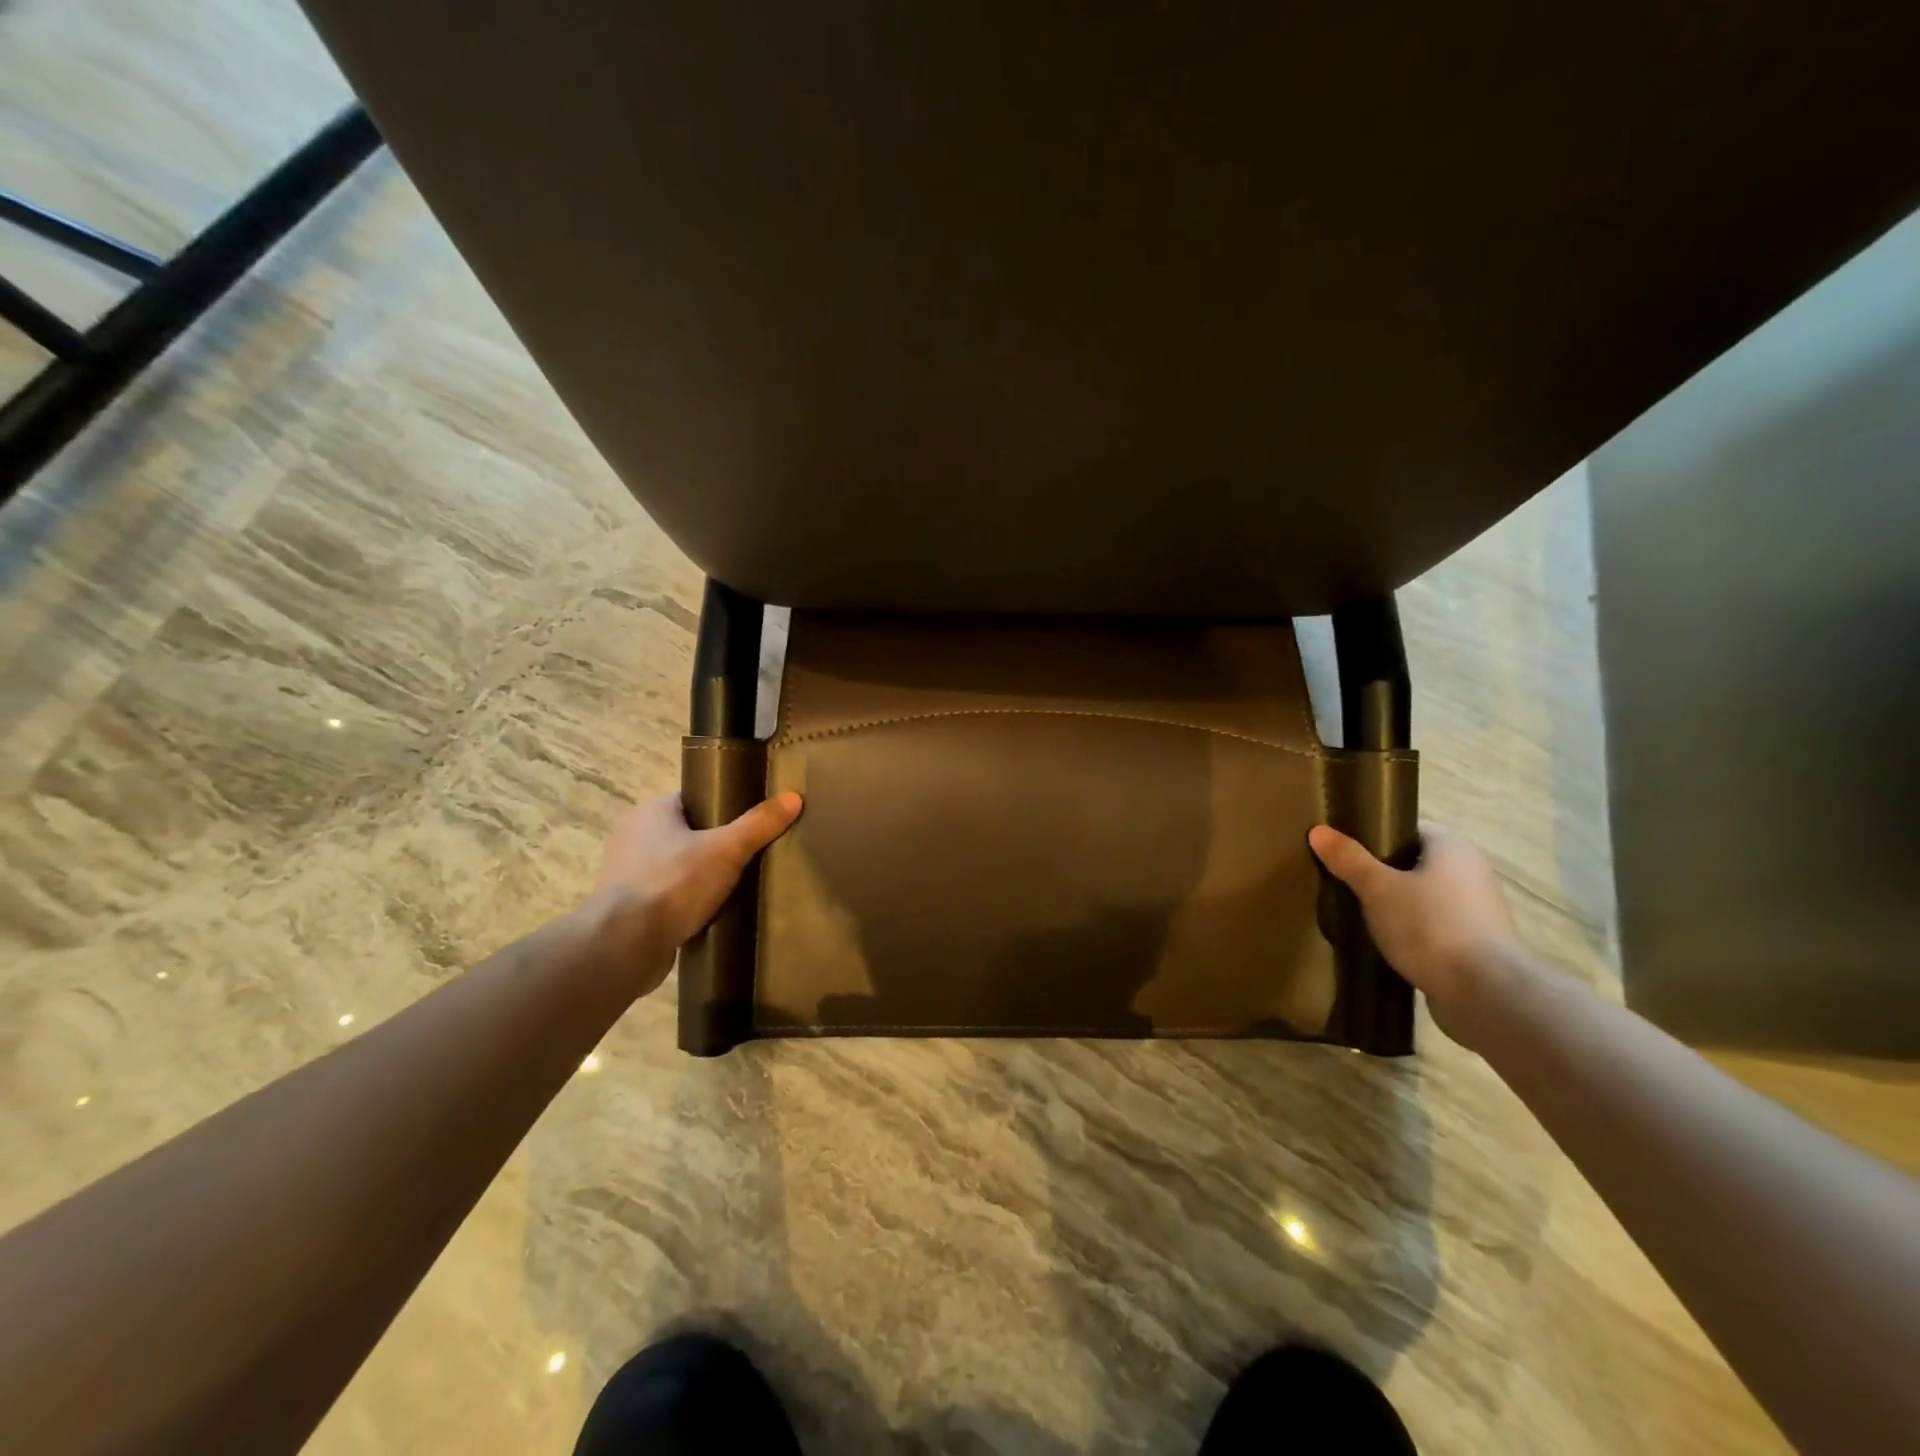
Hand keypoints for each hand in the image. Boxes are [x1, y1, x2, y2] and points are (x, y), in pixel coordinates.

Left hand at [588, 791, 802, 988]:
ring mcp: (625, 874)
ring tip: (736, 886)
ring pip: (675, 866)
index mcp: (651, 812)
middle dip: (715, 844)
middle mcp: (633, 836)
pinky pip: (665, 896)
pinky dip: (684, 902)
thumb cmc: (673, 883)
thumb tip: (794, 797)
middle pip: (686, 833)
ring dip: (698, 876)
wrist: (625, 945)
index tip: (751, 821)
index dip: (724, 806)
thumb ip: (759, 824)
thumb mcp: (726, 849)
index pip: (694, 799)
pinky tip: (709, 913)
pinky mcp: (626, 908)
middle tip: (750, 855)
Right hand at [1308, 821, 1524, 1045]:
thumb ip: (1348, 859)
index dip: (1374, 836)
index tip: (1343, 850)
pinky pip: (1434, 928)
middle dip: (1381, 873)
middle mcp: (1472, 872)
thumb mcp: (1378, 888)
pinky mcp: (1476, 946)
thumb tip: (1318, 830)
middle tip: (1343, 882)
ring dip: (1396, 906)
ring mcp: (1477, 911)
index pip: (1407, 830)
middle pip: (1415, 864)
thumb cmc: (1431, 926)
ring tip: (1358, 915)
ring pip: (1424, 898)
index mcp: (1453, 848)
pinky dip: (1411, 932)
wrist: (1485, 994)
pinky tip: (1385, 944)